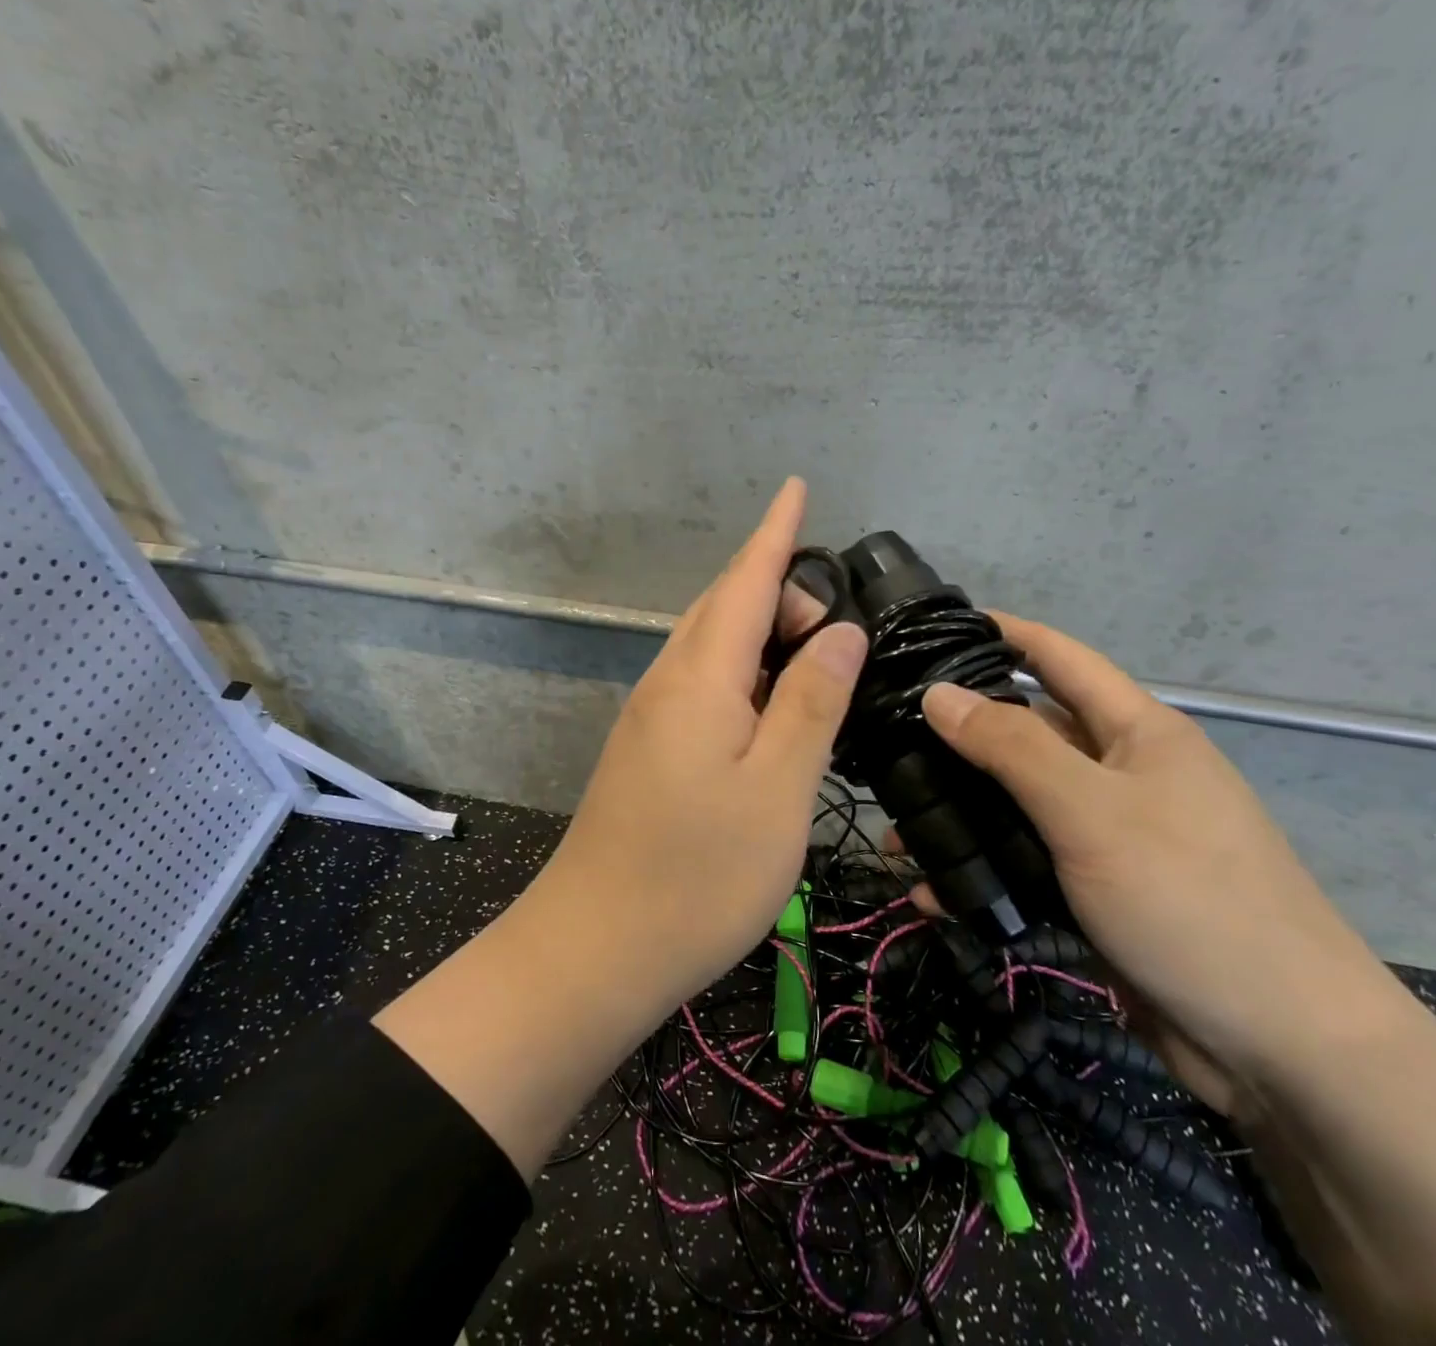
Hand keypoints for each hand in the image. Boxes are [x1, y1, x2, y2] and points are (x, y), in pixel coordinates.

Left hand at [527, 477, 867, 1012]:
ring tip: (812, 640)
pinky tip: (769, 698)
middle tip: (836, 606)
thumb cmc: (698, 876)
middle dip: (776, 584)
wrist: (595, 949)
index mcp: (700, 678)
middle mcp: (667, 682)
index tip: (797, 486)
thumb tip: (840, 629)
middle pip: (723, 607)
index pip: (744, 581)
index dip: (775, 533)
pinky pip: (701, 683)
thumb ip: (811, 701)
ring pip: (710, 646)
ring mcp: (651, 717)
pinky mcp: (648, 750)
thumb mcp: (778, 789)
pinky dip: (742, 670)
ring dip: (758, 627)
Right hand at [919, 616, 1396, 1117]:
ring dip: (960, 814)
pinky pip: (1025, 864)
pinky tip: (931, 892)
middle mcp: (1121, 774)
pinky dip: (981, 873)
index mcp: (1136, 733)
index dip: (1002, 632)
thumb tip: (938, 693)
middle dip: (959, 736)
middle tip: (886, 738)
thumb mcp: (1091, 811)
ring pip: (1017, 805)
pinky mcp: (1096, 893)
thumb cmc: (1191, 900)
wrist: (1286, 1052)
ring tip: (894, 829)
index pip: (1059, 657)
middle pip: (1027, 734)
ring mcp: (1109, 836)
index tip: (934, 625)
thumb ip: (1011, 747)